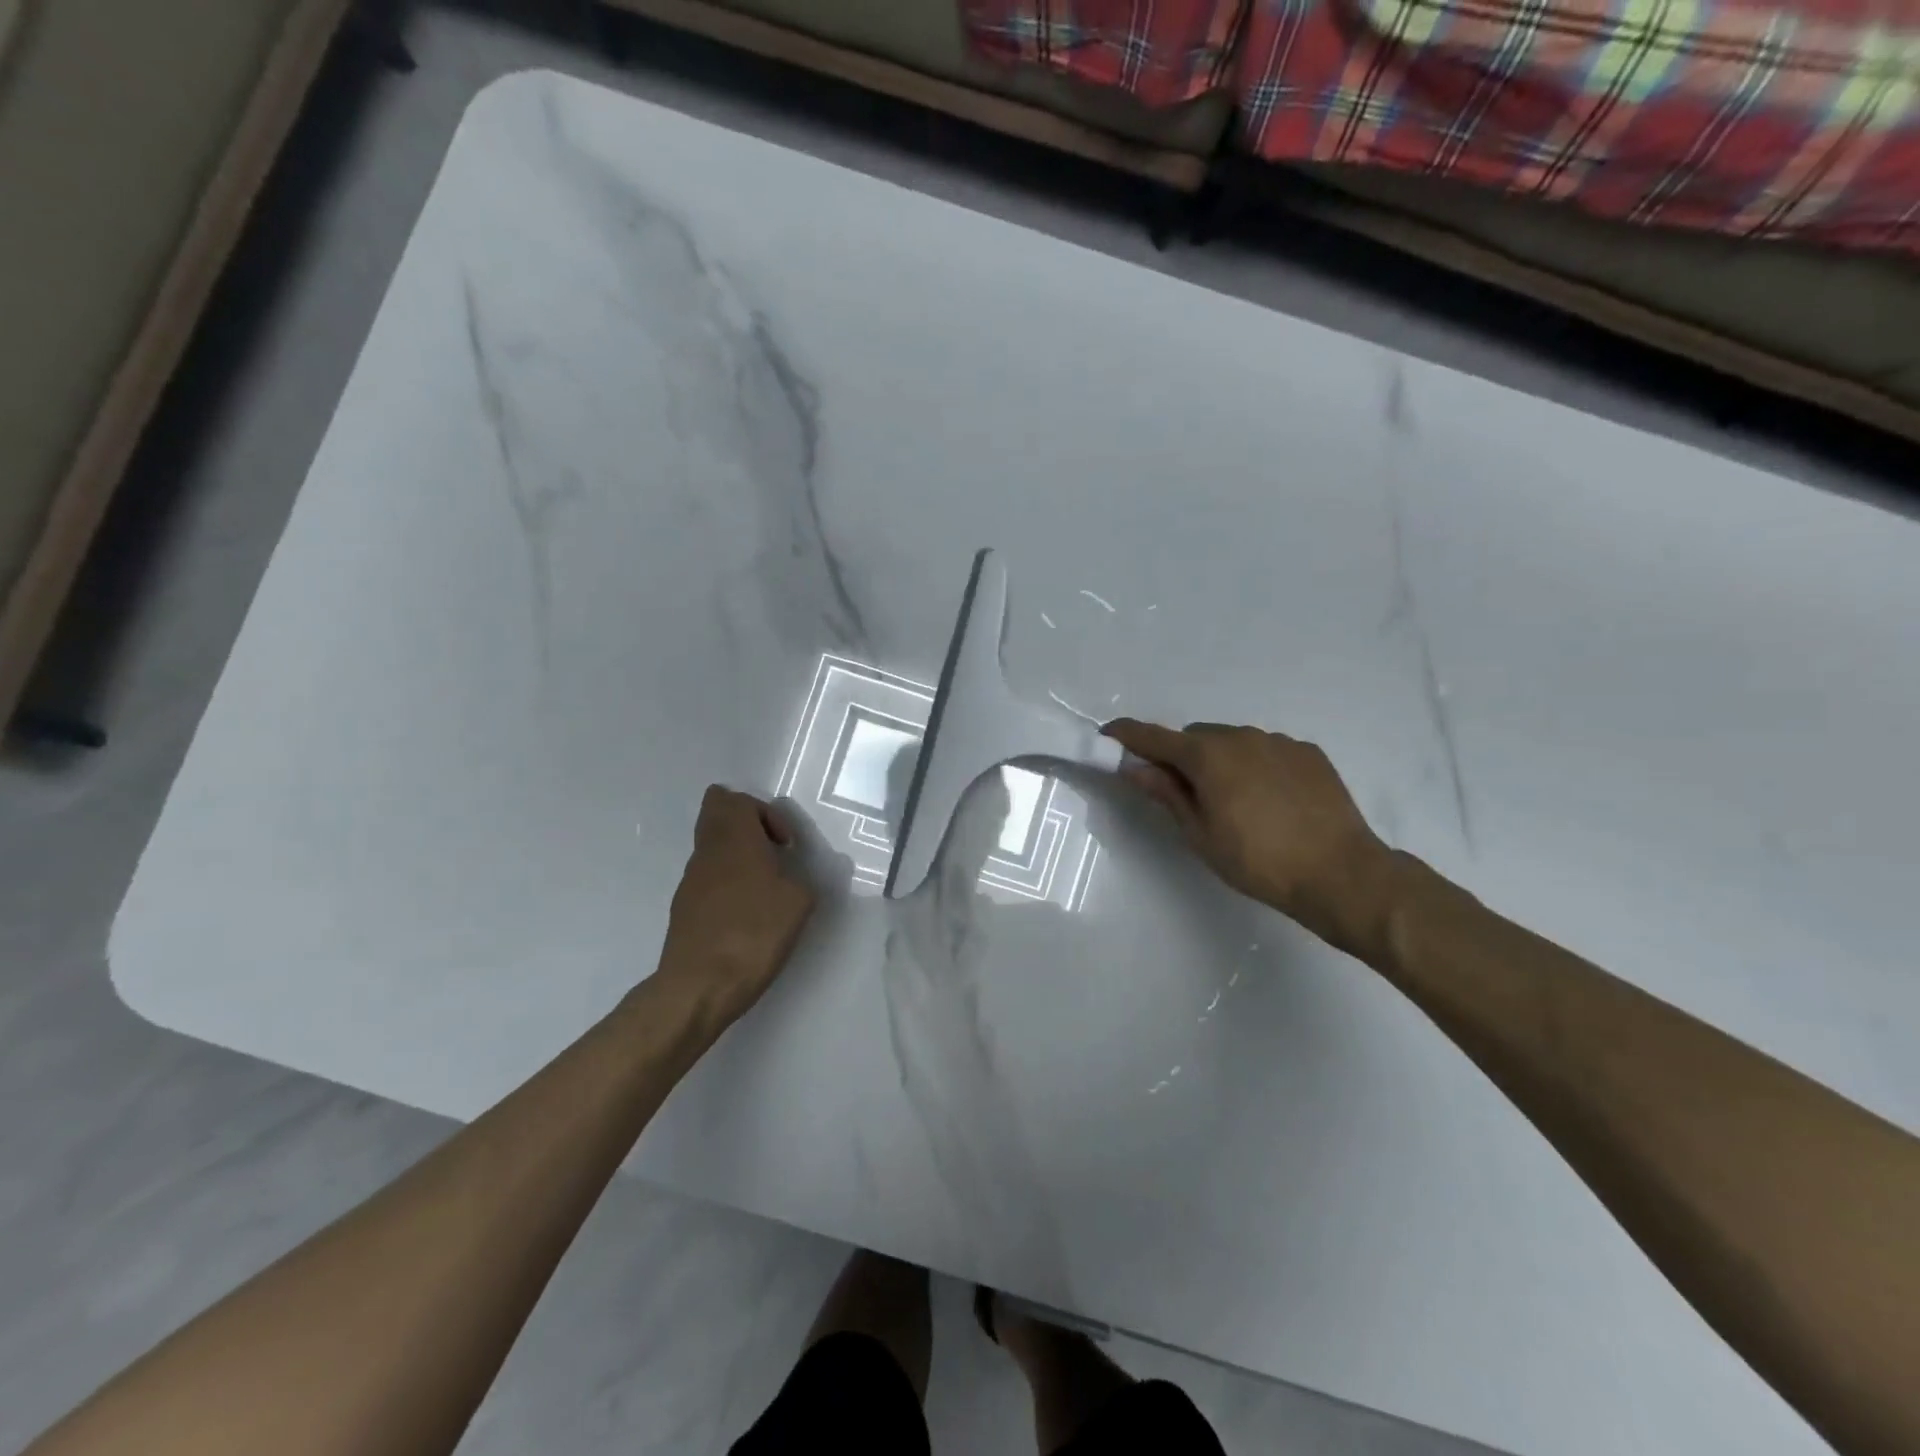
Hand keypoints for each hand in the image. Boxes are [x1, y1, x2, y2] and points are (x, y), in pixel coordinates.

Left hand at [654, 786, 818, 1027]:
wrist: (699, 986)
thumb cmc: (753, 933)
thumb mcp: (799, 902)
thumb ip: (802, 879)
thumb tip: (794, 878)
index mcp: (734, 838)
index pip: (732, 799)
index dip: (763, 812)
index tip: (785, 844)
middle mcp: (706, 852)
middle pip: (715, 816)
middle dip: (748, 828)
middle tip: (773, 855)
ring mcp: (690, 881)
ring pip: (712, 849)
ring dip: (739, 858)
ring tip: (766, 891)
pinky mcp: (684, 909)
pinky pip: (709, 880)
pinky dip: (729, 886)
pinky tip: (747, 917)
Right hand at [1103, 719, 1395, 956]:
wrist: (1340, 873)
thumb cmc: (1258, 861)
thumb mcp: (1200, 834)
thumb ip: (1166, 794)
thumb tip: (1135, 767)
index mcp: (1208, 756)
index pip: (1154, 736)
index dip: (1127, 735)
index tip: (1108, 736)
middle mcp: (1241, 736)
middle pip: (1195, 737)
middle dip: (1181, 757)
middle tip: (1182, 792)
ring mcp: (1278, 742)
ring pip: (1232, 742)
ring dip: (1220, 760)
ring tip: (1232, 801)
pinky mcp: (1308, 753)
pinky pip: (1266, 750)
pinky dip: (1254, 765)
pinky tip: (1268, 800)